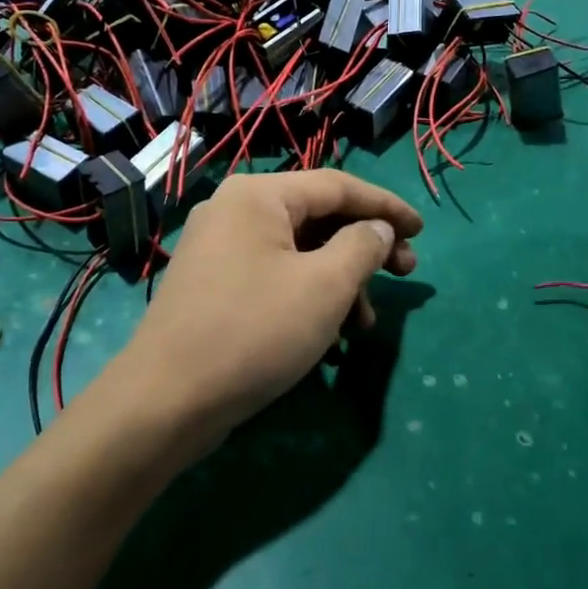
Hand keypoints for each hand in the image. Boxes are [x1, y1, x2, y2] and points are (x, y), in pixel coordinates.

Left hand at [109, 171, 421, 450]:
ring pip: (298, 252)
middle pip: (318, 218)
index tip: (423, 230)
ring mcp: (220, 249)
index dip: (386, 206)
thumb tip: (378, 229)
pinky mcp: (214, 286)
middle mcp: (235, 211)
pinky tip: (330, 334)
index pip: (338, 186)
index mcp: (259, 195)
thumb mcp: (324, 286)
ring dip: (340, 280)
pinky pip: (275, 276)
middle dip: (365, 247)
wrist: (165, 402)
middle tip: (405, 273)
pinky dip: (308, 295)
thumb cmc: (254, 332)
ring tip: (365, 323)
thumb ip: (362, 246)